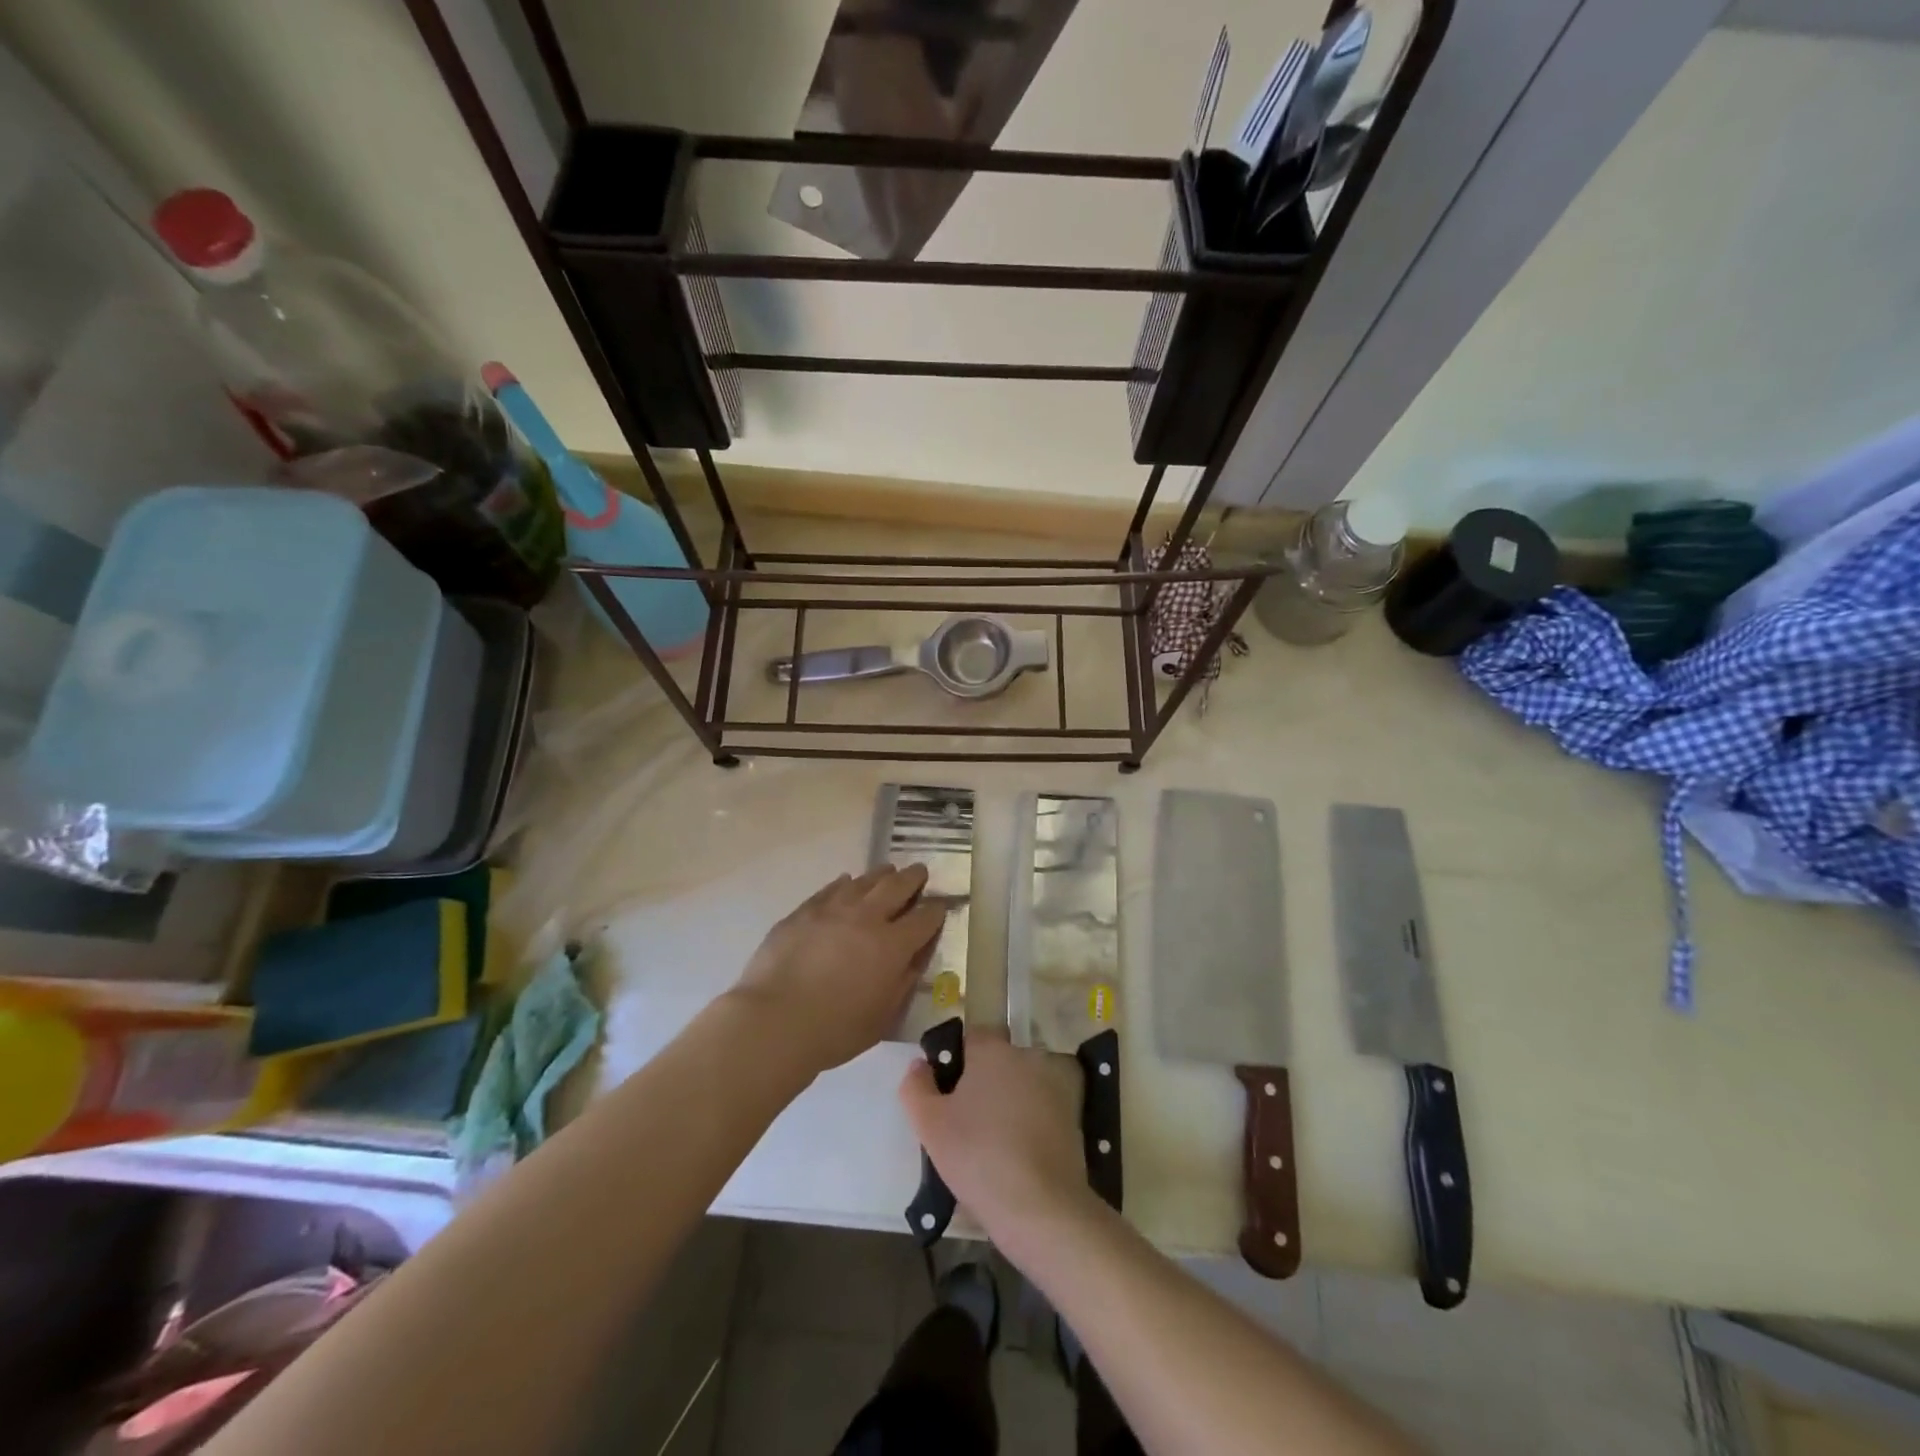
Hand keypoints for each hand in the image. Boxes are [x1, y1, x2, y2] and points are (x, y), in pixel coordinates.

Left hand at [733, 866, 945, 1075]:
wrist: (773, 1021)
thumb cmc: (834, 1030)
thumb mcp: (883, 1016)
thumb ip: (904, 981)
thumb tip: (915, 956)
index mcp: (893, 945)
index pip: (925, 917)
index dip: (937, 909)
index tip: (941, 906)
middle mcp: (867, 917)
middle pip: (898, 886)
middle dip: (914, 878)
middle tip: (920, 873)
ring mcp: (833, 909)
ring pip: (865, 880)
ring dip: (882, 875)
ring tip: (888, 872)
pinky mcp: (804, 911)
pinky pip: (832, 888)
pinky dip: (846, 883)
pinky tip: (847, 883)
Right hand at [899, 1031, 1094, 1239]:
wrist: (1040, 1206)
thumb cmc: (977, 1155)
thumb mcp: (930, 1124)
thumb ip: (916, 1086)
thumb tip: (920, 1065)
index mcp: (993, 1050)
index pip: (970, 1038)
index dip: (955, 1062)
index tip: (944, 1095)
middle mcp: (1026, 1058)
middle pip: (995, 1063)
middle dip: (979, 1085)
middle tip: (961, 1124)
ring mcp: (1052, 1087)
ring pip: (1017, 1089)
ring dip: (1003, 1106)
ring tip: (986, 1148)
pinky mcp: (1070, 1118)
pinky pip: (1037, 1114)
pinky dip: (1025, 1128)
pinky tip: (1013, 1161)